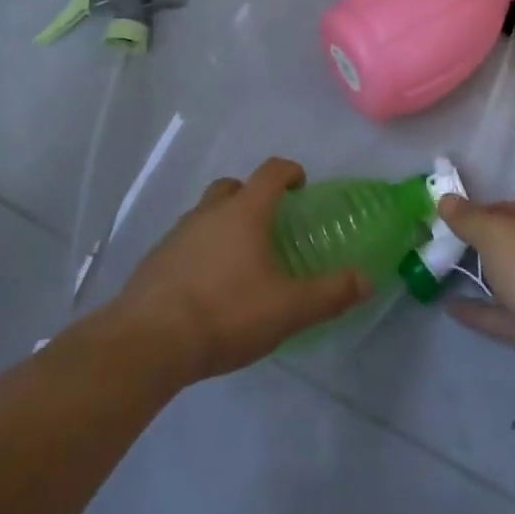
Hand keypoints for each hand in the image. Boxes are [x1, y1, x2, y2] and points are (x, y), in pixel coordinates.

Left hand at [110, 158, 370, 382]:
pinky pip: (185, 242)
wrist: (148, 342)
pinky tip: (207, 286)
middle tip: (268, 224)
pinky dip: (200, 250)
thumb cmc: (225, 314)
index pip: (270, 172)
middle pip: (232, 187)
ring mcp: (177, 234)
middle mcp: (208, 213)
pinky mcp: (155, 261)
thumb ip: (330, 294)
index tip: (301, 185)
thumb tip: (366, 279)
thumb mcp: (288, 309)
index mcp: (244, 212)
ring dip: (223, 224)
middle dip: (252, 196)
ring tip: (238, 260)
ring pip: (205, 213)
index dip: (289, 172)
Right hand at [436, 196, 514, 385]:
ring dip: (485, 278)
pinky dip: (482, 310)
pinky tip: (450, 307)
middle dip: (486, 246)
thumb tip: (445, 200)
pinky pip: (509, 314)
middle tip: (452, 245)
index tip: (460, 219)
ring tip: (448, 272)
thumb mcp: (494, 231)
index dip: (488, 212)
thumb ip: (467, 217)